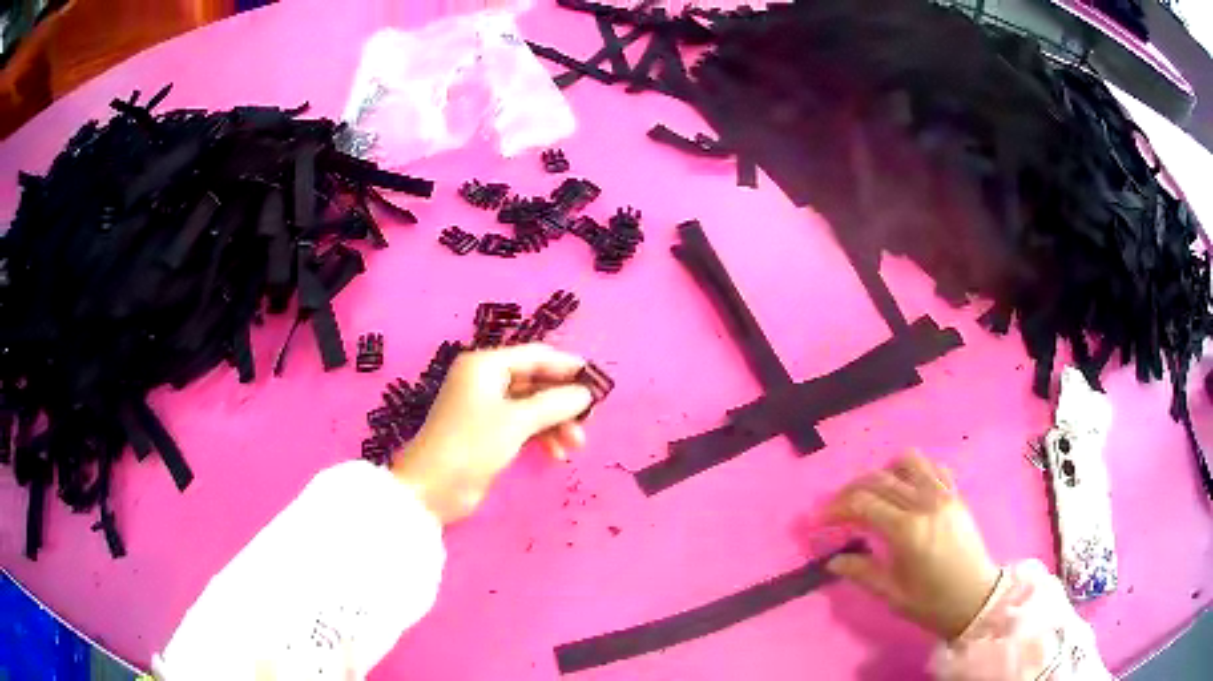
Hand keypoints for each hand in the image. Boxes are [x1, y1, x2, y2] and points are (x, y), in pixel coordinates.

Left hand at [391, 344, 592, 523]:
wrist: (432, 488)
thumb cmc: (472, 444)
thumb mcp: (517, 421)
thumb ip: (555, 403)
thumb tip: (586, 394)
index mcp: (486, 365)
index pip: (536, 356)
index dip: (569, 367)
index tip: (598, 383)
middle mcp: (485, 380)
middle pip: (536, 381)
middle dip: (563, 401)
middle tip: (589, 421)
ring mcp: (485, 407)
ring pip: (532, 406)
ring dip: (555, 423)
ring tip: (575, 446)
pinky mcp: (488, 433)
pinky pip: (523, 425)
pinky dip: (541, 436)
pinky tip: (556, 454)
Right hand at [824, 453, 999, 639]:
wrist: (976, 599)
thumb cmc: (932, 603)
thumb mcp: (891, 594)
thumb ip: (861, 572)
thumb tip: (832, 560)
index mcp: (907, 530)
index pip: (862, 505)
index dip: (835, 509)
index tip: (818, 521)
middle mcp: (925, 503)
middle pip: (879, 480)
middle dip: (851, 491)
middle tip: (836, 508)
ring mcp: (944, 495)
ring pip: (908, 462)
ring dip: (884, 472)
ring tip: (873, 493)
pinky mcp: (956, 495)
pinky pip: (933, 468)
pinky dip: (914, 471)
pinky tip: (906, 489)